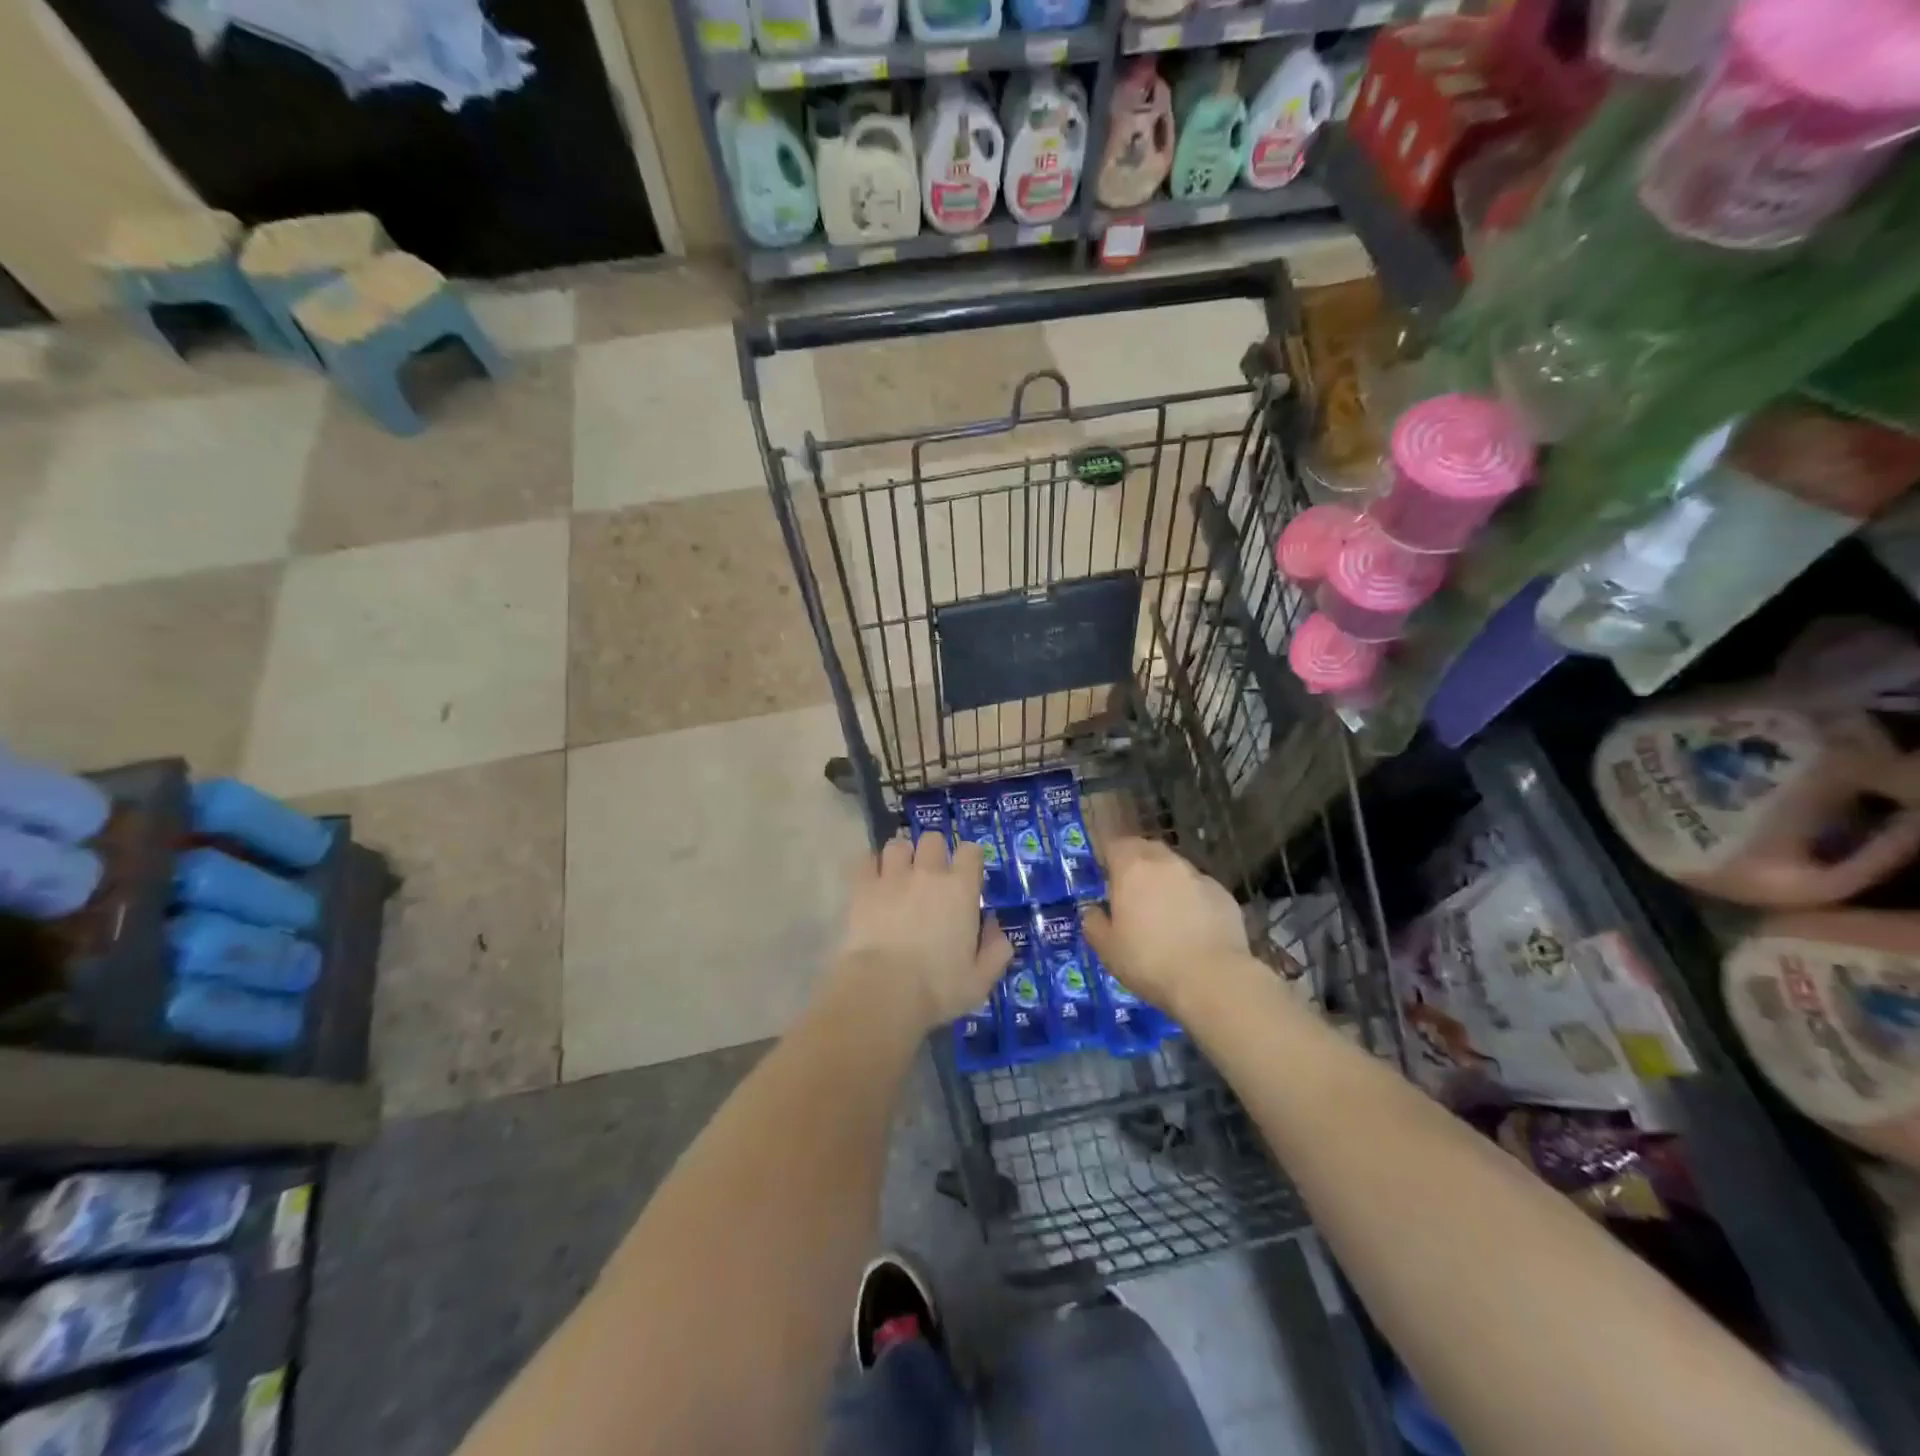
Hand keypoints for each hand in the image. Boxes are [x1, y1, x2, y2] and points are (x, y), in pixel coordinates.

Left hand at [832, 834, 1012, 1032]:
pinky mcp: (862, 888)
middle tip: (931, 875)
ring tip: (899, 874)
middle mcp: (928, 873)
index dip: (969, 858)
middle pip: (932, 839)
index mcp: (961, 889)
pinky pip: (866, 860)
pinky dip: (871, 866)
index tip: (967, 875)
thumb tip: (994, 928)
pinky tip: (873, 881)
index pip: (971, 851)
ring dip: (901, 856)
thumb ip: (996, 950)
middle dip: (933, 852)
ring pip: (897, 845)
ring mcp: (892, 877)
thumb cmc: (938, 988)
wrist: (884, 991)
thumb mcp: (980, 979)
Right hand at [1080, 838, 1250, 1016]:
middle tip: (1130, 890)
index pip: (1115, 844)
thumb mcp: (1107, 949)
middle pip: (1146, 849)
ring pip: (1175, 868)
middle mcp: (1166, 862)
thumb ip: (1094, 923)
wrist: (1213, 980)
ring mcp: (1198, 876)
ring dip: (1165, 881)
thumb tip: (1093, 911)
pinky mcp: (1223, 895)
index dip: (1108, 856)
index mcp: (1132, 868)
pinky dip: (1191, 899)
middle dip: (1136, 863)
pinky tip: (1191, 925)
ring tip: (1162, 910)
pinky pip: (1199, 889)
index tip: (1104, 874)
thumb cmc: (1149, 961)